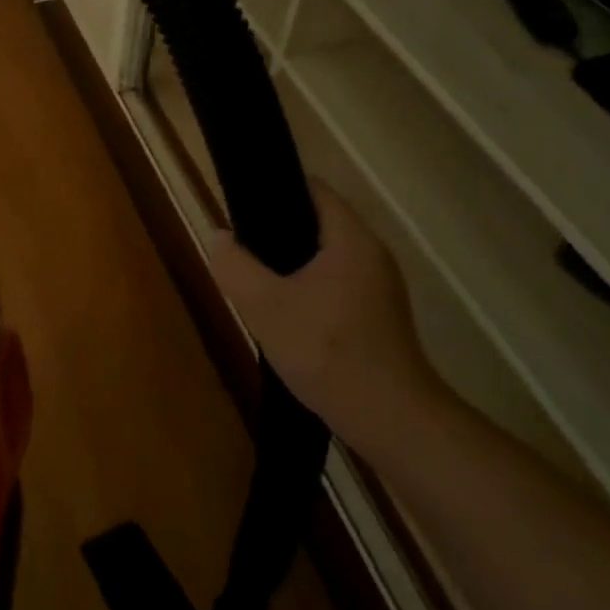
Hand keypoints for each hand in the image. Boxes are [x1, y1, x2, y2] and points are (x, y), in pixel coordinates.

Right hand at [208, 181, 443, 446]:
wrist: (389, 419)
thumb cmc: (327, 352)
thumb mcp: (264, 306)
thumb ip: (234, 265)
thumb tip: (219, 237)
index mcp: (351, 239)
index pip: (313, 189)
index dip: (275, 190)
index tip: (242, 207)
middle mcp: (372, 253)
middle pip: (318, 222)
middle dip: (278, 231)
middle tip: (242, 248)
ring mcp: (380, 286)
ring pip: (326, 256)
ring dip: (292, 263)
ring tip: (256, 279)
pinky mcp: (379, 315)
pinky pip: (336, 283)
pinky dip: (309, 287)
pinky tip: (286, 313)